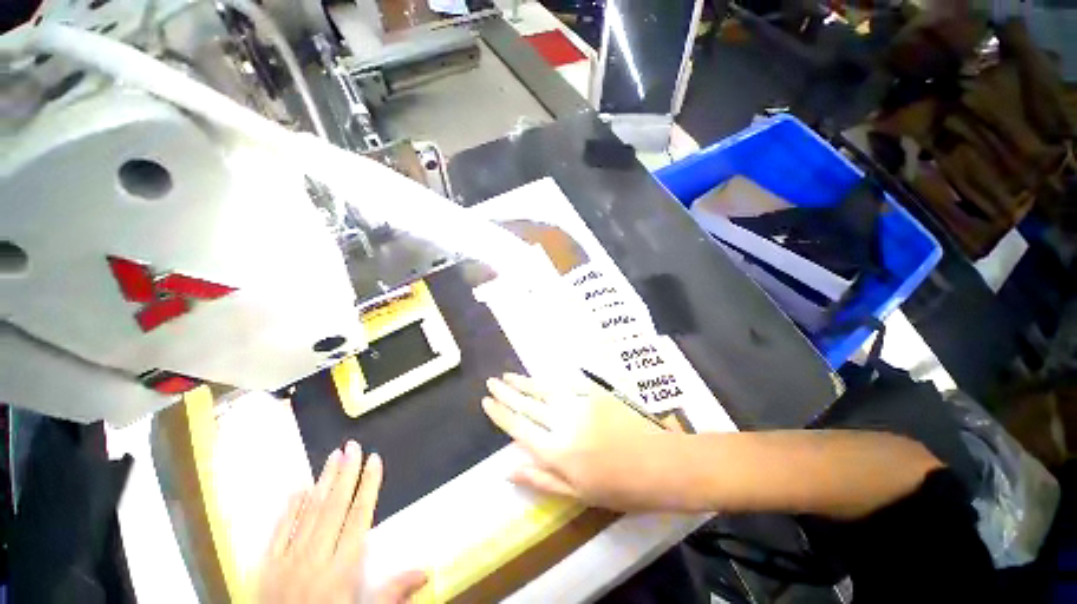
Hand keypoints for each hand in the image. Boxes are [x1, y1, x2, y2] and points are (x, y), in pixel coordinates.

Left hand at [256, 440, 426, 603]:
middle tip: (352, 446)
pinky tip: (298, 488)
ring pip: (308, 513)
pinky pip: (279, 531)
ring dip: (322, 482)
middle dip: (346, 474)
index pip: (358, 517)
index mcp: (341, 569)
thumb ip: (392, 592)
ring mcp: (287, 561)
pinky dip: (289, 508)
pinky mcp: (266, 567)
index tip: (374, 460)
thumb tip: (426, 569)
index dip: (368, 485)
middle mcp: (315, 558)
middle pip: (333, 508)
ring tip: (333, 456)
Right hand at [482, 373, 677, 510]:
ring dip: (524, 382)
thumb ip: (541, 478)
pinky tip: (541, 378)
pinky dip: (550, 381)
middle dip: (506, 393)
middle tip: (491, 382)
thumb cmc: (620, 487)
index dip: (500, 413)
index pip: (518, 427)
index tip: (486, 401)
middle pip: (527, 404)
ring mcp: (579, 403)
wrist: (661, 462)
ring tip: (507, 375)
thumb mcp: (578, 493)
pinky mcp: (595, 392)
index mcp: (555, 451)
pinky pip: (566, 384)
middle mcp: (562, 422)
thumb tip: (507, 468)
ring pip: (543, 389)